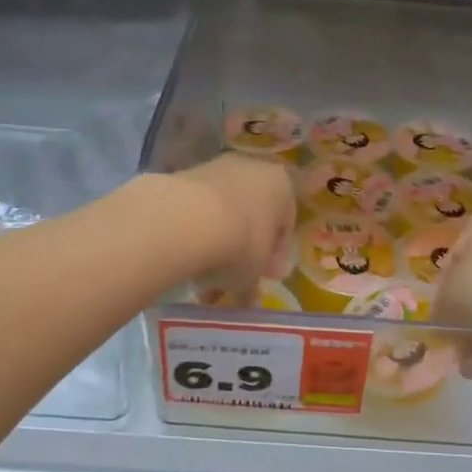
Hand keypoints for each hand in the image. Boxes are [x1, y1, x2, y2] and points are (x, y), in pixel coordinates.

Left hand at [173, 153, 295, 286]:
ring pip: (223, 211)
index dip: (275, 256)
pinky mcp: (185, 174)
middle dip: (244, 247)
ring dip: (217, 241)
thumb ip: (253, 287)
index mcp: (283, 185)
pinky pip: (197, 207)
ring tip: (202, 275)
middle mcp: (253, 168)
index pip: (286, 224)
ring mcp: (217, 168)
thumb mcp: (252, 274)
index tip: (264, 278)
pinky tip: (185, 257)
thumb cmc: (240, 243)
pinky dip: (194, 230)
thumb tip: (250, 303)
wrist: (186, 219)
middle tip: (233, 277)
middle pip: (252, 214)